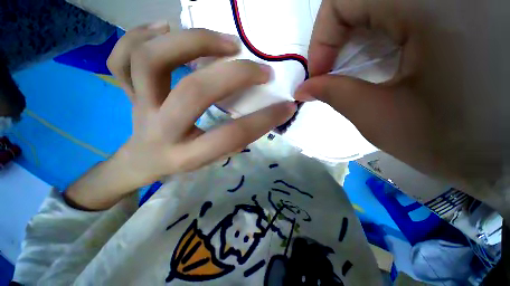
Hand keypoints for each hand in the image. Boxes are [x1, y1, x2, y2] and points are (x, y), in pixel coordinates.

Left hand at [65, 24, 295, 209]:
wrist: (143, 162)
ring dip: (190, 41)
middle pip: (194, 92)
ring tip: (221, 41)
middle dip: (234, 75)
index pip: (233, 135)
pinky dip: (139, 34)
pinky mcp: (126, 91)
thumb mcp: (212, 158)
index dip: (264, 119)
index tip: (287, 106)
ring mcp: (139, 106)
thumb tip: (263, 114)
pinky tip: (164, 29)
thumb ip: (235, 139)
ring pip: (148, 61)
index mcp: (188, 154)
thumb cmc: (182, 161)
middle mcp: (162, 129)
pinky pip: (120, 57)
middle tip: (257, 66)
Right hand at [296, 0, 509, 212]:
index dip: (322, 38)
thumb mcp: (384, 121)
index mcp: (428, 2)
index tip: (319, 74)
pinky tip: (395, 52)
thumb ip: (337, 96)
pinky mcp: (472, 5)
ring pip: (385, 2)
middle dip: (340, 34)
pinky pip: (411, 6)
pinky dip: (391, 25)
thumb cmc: (460, 143)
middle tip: (336, 70)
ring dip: (365, 30)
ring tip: (364, 64)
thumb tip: (304, 89)